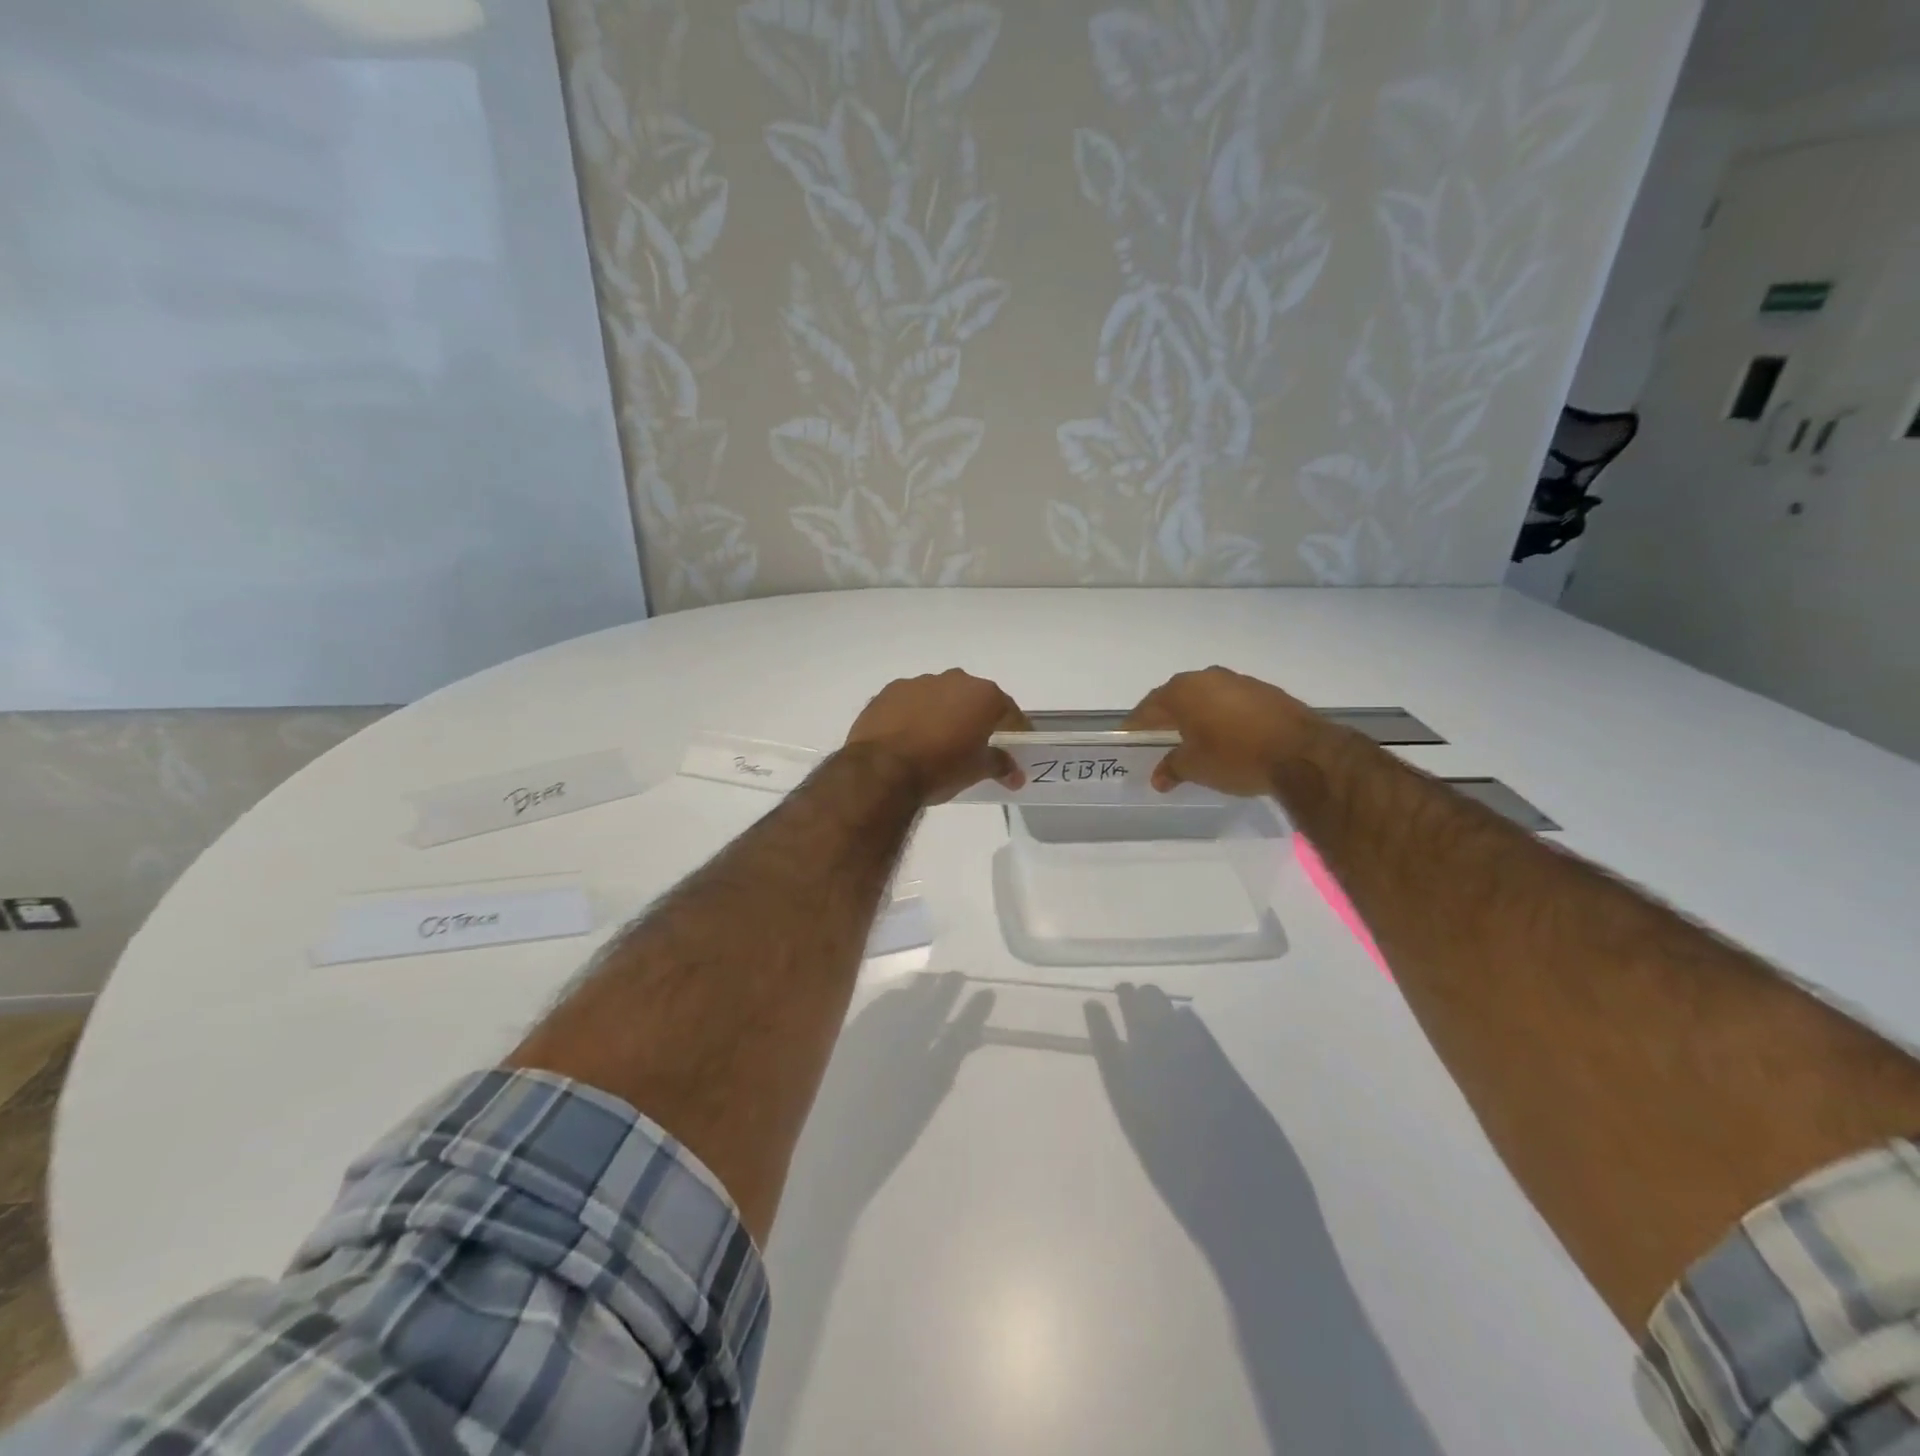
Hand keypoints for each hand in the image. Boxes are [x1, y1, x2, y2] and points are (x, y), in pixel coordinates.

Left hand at [845, 669, 1029, 804]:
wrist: (881, 770)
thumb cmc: (941, 768)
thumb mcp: (977, 770)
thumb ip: (1000, 765)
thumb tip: (1016, 774)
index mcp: (982, 695)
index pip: (1008, 710)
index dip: (1015, 728)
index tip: (1016, 744)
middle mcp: (953, 679)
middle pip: (973, 698)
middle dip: (976, 717)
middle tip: (975, 742)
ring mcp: (918, 682)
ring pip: (939, 696)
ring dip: (943, 713)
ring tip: (937, 741)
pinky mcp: (887, 692)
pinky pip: (910, 702)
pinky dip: (914, 715)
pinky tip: (909, 737)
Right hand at [1125, 667, 1318, 796]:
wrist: (1302, 753)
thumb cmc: (1235, 756)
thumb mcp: (1195, 768)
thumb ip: (1172, 768)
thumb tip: (1159, 777)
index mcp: (1182, 691)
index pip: (1148, 707)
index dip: (1136, 725)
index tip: (1128, 739)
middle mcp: (1207, 678)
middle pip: (1176, 698)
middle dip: (1166, 719)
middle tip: (1157, 740)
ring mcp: (1239, 681)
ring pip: (1206, 698)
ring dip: (1196, 716)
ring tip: (1192, 740)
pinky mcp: (1265, 692)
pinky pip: (1231, 703)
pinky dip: (1222, 717)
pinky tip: (1226, 737)